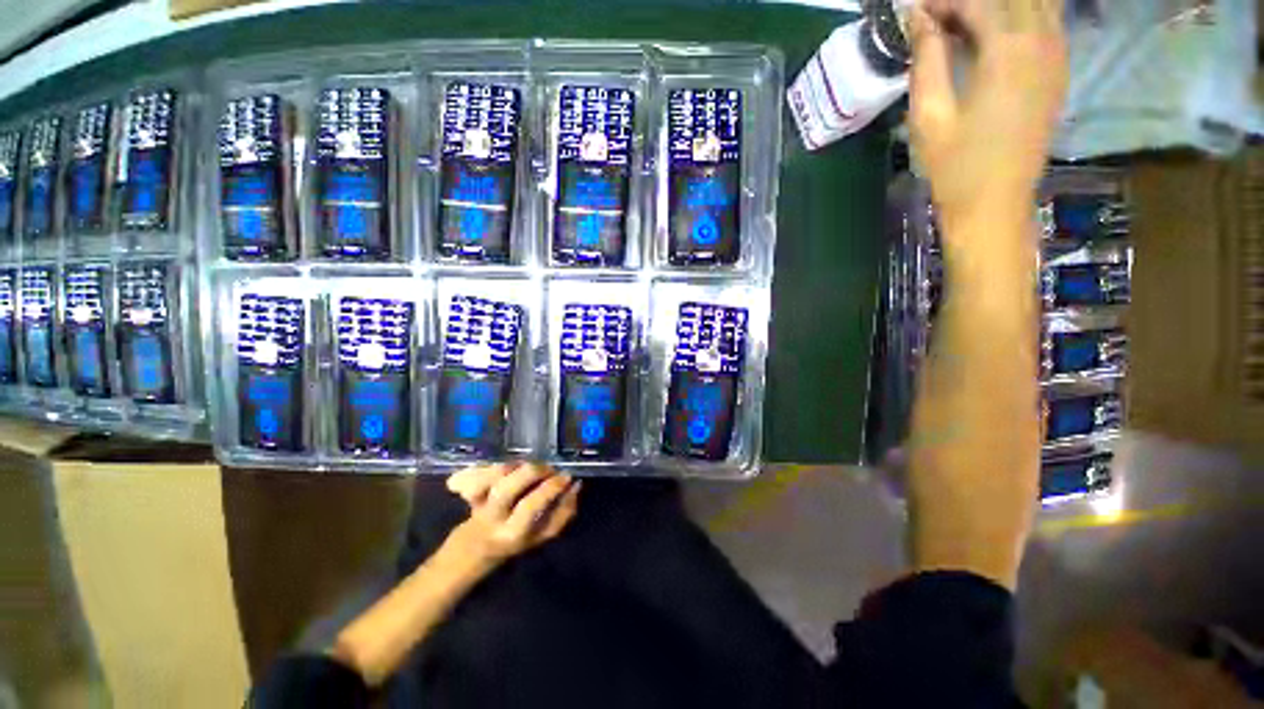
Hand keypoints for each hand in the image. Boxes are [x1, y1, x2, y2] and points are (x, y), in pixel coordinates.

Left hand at [445, 463, 580, 563]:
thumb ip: (564, 511)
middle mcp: (492, 517)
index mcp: (513, 532)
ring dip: (518, 465)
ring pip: (494, 475)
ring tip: (531, 468)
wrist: (478, 546)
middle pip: (507, 487)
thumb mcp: (545, 533)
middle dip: (533, 471)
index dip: (551, 487)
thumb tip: (576, 484)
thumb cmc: (518, 538)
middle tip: (549, 469)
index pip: (531, 505)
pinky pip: (481, 470)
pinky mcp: (469, 488)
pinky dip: (498, 464)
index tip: (567, 476)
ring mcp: (477, 501)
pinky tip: (512, 468)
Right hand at [909, 0, 1067, 232]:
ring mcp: (1057, 55)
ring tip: (964, 23)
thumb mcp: (929, 115)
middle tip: (939, 17)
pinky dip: (1020, 14)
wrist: (995, 202)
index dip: (942, 2)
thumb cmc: (955, 166)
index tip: (915, 13)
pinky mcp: (1059, 70)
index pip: (977, 2)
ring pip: (1036, 3)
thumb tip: (918, 18)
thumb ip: (927, 60)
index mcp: (1008, 53)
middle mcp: (1041, 42)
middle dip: (970, 1)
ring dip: (999, 6)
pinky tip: (993, 31)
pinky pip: (1047, 20)